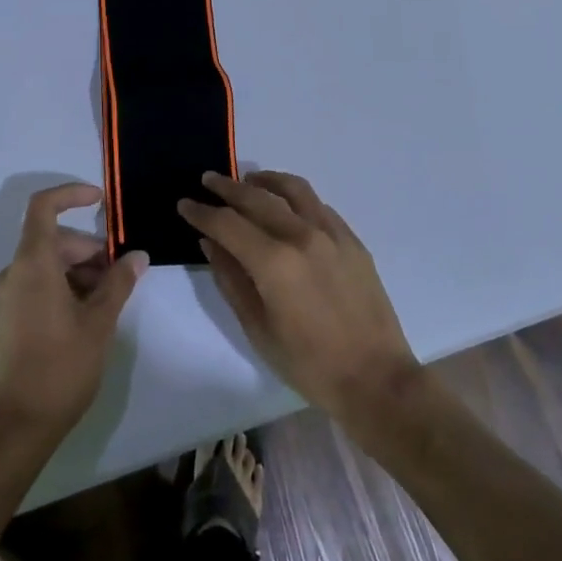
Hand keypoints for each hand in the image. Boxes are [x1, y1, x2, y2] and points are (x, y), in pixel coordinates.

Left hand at [0, 183, 148, 448]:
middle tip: (120, 275)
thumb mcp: (99, 323)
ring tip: (108, 301)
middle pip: (53, 240)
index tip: (101, 200)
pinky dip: (64, 287)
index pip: (43, 207)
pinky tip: (87, 317)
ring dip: (79, 271)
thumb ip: (119, 282)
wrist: (14, 429)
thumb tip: (137, 255)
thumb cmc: (59, 369)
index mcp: (32, 264)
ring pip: (47, 264)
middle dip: (89, 249)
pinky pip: (37, 285)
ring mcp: (7, 298)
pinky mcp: (7, 320)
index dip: (71, 194)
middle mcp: (13, 273)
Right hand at [180, 171, 420, 430]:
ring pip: (293, 190)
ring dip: (265, 181)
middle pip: (257, 198)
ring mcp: (331, 234)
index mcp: (274, 262)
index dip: (202, 212)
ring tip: (248, 181)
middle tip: (207, 181)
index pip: (228, 223)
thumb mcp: (258, 329)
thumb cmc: (309, 364)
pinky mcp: (352, 240)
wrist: (376, 379)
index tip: (185, 204)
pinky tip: (287, 206)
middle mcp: (302, 236)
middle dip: (227, 188)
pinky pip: (318, 205)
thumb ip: (231, 280)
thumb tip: (210, 243)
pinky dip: (295, 197)